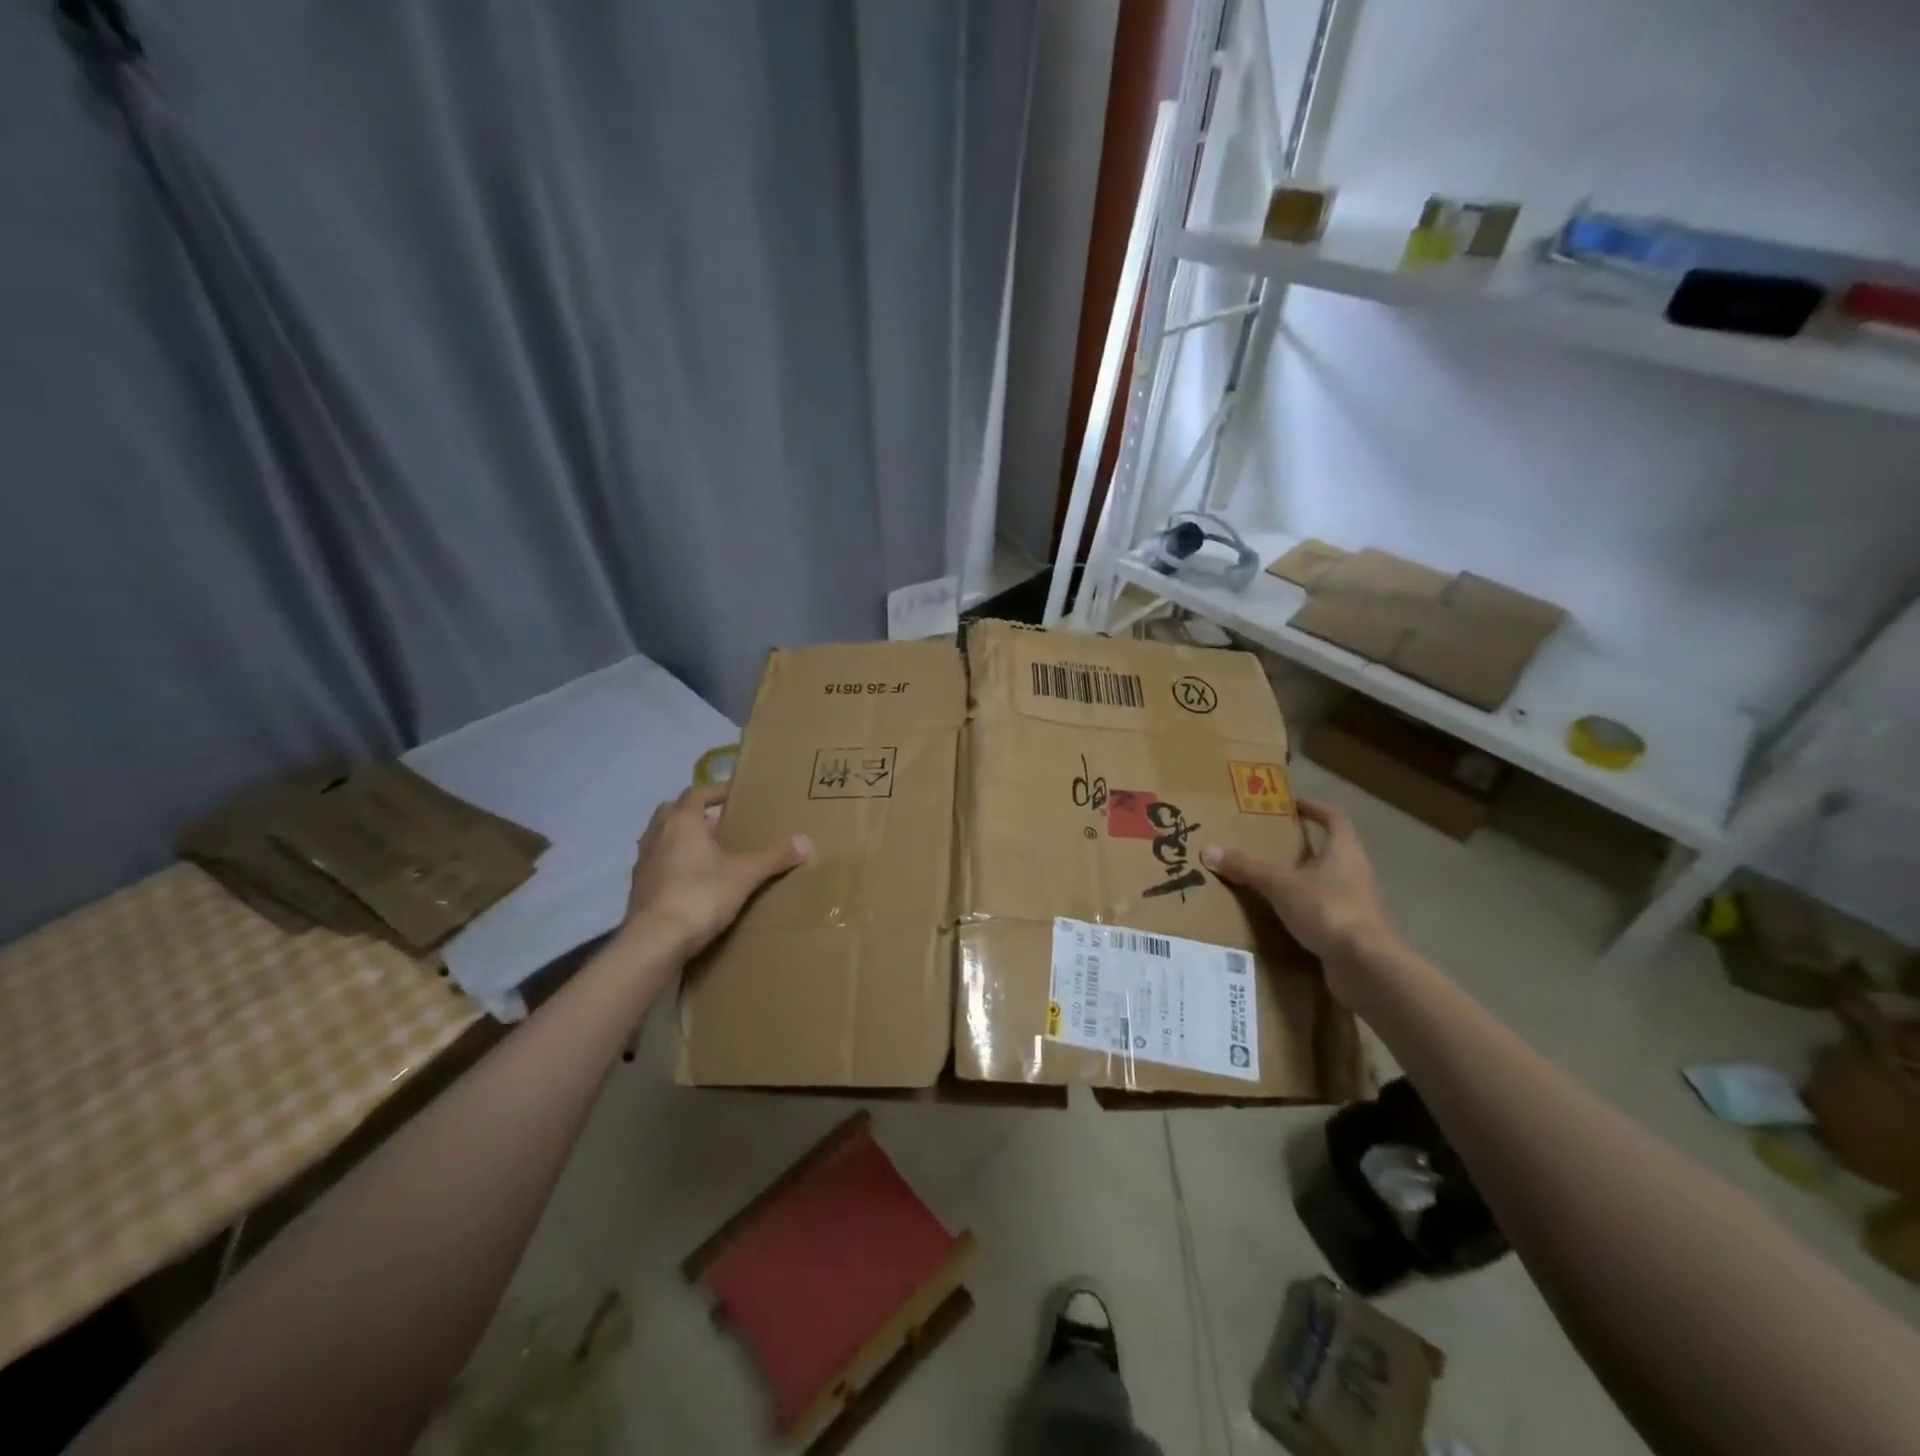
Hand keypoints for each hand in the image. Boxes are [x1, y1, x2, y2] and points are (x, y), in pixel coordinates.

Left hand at [619, 784, 810, 960]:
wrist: (655, 941)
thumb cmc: (700, 895)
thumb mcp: (745, 875)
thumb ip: (775, 857)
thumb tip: (807, 842)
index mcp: (682, 822)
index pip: (696, 793)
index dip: (715, 792)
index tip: (734, 796)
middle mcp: (657, 835)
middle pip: (672, 811)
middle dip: (694, 813)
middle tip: (719, 823)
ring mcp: (643, 862)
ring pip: (661, 838)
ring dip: (680, 838)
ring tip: (707, 851)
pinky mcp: (637, 889)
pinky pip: (657, 865)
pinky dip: (672, 864)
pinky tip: (691, 881)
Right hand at [1202, 799, 1395, 985]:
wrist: (1364, 964)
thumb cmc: (1327, 909)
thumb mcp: (1279, 884)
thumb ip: (1246, 867)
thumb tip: (1209, 849)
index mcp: (1345, 851)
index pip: (1335, 819)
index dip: (1316, 809)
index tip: (1295, 805)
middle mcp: (1356, 872)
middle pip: (1332, 851)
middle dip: (1305, 847)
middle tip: (1273, 844)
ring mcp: (1358, 903)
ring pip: (1329, 882)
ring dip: (1306, 879)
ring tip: (1273, 881)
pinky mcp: (1353, 931)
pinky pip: (1326, 910)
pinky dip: (1307, 908)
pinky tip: (1285, 916)